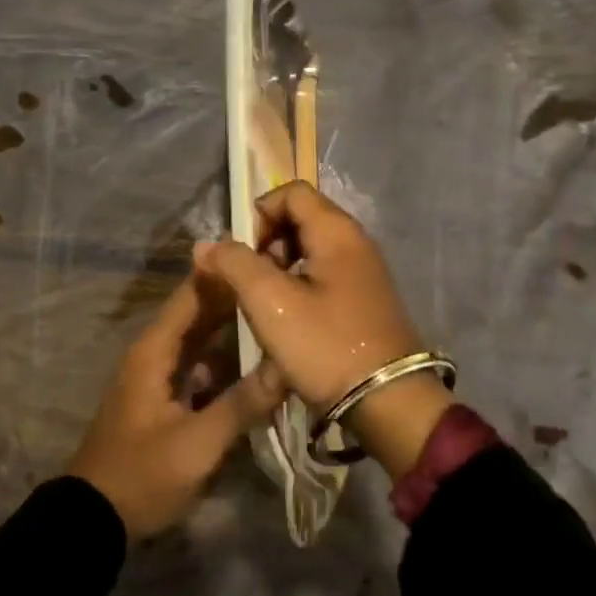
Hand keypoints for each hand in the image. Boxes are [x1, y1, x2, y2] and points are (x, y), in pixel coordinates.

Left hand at [68, 271, 284, 540]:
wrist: (95, 520)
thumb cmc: (142, 475)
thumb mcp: (197, 444)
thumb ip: (243, 404)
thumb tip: (288, 366)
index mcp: (155, 350)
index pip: (194, 294)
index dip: (226, 272)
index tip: (267, 254)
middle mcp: (156, 353)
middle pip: (200, 313)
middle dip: (238, 298)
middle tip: (285, 282)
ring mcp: (160, 376)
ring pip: (203, 340)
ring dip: (235, 328)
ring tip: (280, 313)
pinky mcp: (167, 398)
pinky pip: (201, 366)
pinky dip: (227, 360)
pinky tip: (260, 362)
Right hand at [192, 181, 451, 478]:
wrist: (389, 403)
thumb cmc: (326, 345)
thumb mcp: (270, 303)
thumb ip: (235, 264)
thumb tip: (206, 245)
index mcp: (337, 231)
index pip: (291, 192)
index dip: (259, 214)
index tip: (243, 254)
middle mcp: (356, 243)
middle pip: (300, 219)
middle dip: (266, 244)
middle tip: (251, 283)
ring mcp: (364, 273)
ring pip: (310, 251)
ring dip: (279, 270)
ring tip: (264, 306)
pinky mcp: (365, 301)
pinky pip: (324, 277)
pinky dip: (299, 288)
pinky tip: (288, 322)